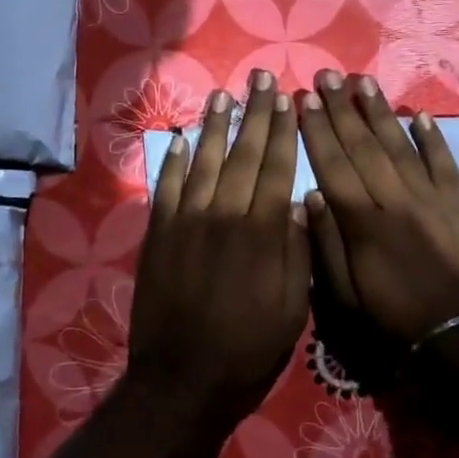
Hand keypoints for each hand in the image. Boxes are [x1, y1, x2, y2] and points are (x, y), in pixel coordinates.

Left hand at [128, 70, 310, 428]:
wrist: (184, 378)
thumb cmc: (249, 348)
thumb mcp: (293, 307)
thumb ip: (297, 251)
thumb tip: (299, 204)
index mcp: (263, 233)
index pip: (276, 167)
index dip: (283, 130)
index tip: (288, 99)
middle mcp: (224, 215)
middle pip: (244, 154)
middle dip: (255, 114)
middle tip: (262, 79)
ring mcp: (186, 222)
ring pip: (205, 162)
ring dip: (216, 126)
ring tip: (225, 96)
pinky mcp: (158, 235)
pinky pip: (168, 187)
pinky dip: (177, 161)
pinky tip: (185, 139)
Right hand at [298, 72, 458, 346]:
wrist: (458, 344)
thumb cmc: (390, 325)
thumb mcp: (343, 299)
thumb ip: (326, 245)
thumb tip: (311, 196)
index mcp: (363, 224)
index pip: (334, 165)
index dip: (317, 131)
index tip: (304, 100)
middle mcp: (397, 201)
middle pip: (365, 146)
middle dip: (343, 109)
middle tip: (328, 75)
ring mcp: (432, 201)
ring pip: (402, 146)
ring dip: (381, 112)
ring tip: (364, 82)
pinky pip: (445, 165)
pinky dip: (433, 139)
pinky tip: (419, 114)